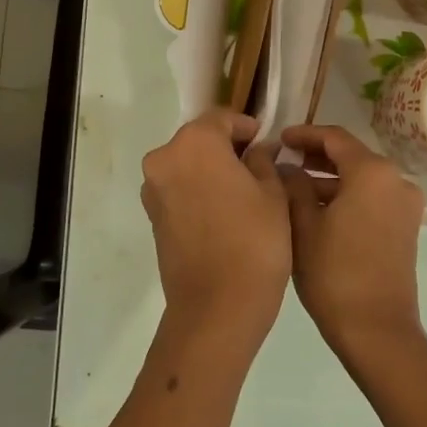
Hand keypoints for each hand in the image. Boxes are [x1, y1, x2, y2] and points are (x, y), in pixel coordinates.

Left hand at [140, 109, 291, 357]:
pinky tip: (225, 212)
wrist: (217, 308)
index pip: (222, 119)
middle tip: (259, 166)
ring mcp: (154, 190)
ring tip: (244, 192)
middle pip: (200, 140)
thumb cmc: (254, 242)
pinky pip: (179, 190)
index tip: (267, 142)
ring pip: (187, 165)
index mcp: (194, 143)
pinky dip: (199, 192)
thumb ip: (263, 160)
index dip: (247, 127)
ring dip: (211, 170)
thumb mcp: (273, 194)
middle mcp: (165, 159)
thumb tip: (258, 149)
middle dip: (227, 148)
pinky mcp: (152, 218)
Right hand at [279, 125, 426, 362]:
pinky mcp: (406, 226)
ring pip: (361, 178)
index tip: (278, 139)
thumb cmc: (334, 273)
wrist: (376, 329)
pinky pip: (372, 197)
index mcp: (372, 172)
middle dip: (316, 157)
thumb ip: (293, 186)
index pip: (334, 138)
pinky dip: (346, 196)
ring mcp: (405, 204)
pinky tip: (316, 210)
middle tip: (282, 162)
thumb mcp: (303, 225)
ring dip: (329, 179)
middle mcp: (396, 180)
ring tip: (292, 189)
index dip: (304, 135)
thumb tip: (288, 168)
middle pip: (351, 156)